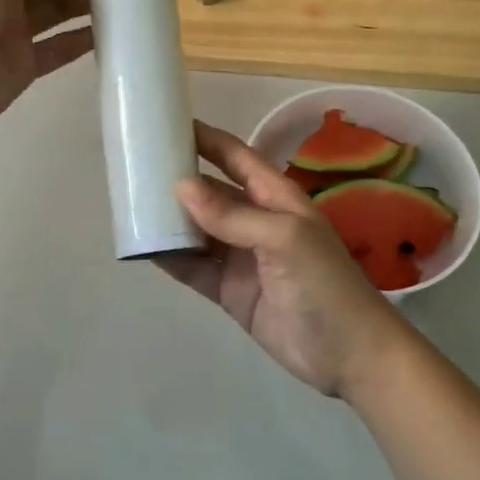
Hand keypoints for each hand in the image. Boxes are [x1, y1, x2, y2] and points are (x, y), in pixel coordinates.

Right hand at [156, 122, 413, 399]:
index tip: (168, 124)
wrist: (349, 355)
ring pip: (197, 230)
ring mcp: (241, 258)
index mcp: (275, 197)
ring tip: (130, 205)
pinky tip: (143, 248)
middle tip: (135, 167)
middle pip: (211, 192)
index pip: (235, 157)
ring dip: (170, 219)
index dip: (206, 139)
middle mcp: (255, 221)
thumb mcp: (284, 238)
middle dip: (179, 179)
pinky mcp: (229, 291)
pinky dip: (171, 258)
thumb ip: (232, 215)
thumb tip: (180, 186)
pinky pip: (194, 268)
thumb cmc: (324, 283)